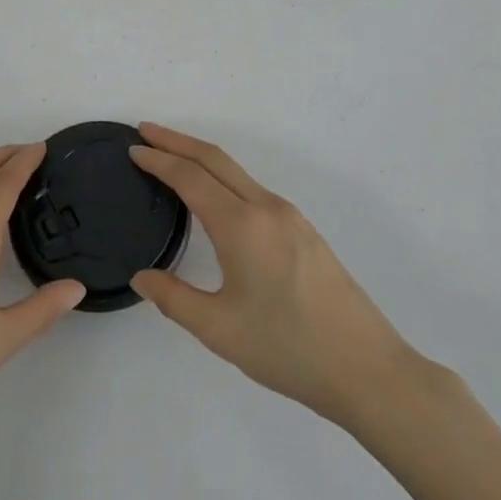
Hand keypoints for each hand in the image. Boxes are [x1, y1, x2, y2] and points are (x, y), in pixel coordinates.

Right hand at [129, 124, 427, 430]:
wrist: (367, 369)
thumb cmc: (287, 349)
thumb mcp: (219, 329)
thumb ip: (173, 298)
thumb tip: (141, 277)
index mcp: (242, 225)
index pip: (191, 178)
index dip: (159, 160)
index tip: (133, 148)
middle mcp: (266, 208)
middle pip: (215, 159)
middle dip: (178, 141)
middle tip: (146, 131)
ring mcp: (290, 217)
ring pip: (237, 172)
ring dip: (202, 157)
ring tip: (173, 159)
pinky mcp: (304, 231)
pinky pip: (253, 189)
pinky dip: (224, 177)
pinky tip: (216, 197)